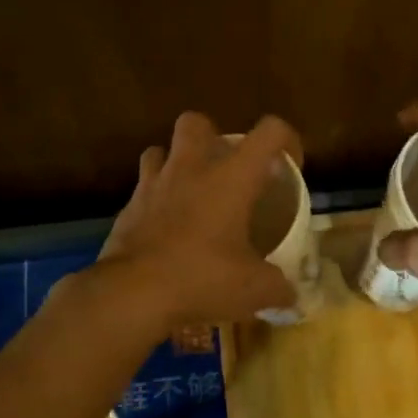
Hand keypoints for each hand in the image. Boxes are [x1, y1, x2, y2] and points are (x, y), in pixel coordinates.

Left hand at [93, 111, 302, 329]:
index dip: (286, 141)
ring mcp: (152, 185)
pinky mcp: (127, 208)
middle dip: (212, 138)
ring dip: (175, 164)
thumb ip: (279, 287)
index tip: (288, 168)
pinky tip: (165, 229)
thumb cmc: (202, 279)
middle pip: (197, 122)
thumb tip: (290, 295)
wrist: (132, 294)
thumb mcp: (255, 290)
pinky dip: (155, 201)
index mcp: (231, 177)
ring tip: (190, 194)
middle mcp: (190, 169)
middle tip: (225, 172)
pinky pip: (142, 190)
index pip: (269, 132)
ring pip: (160, 150)